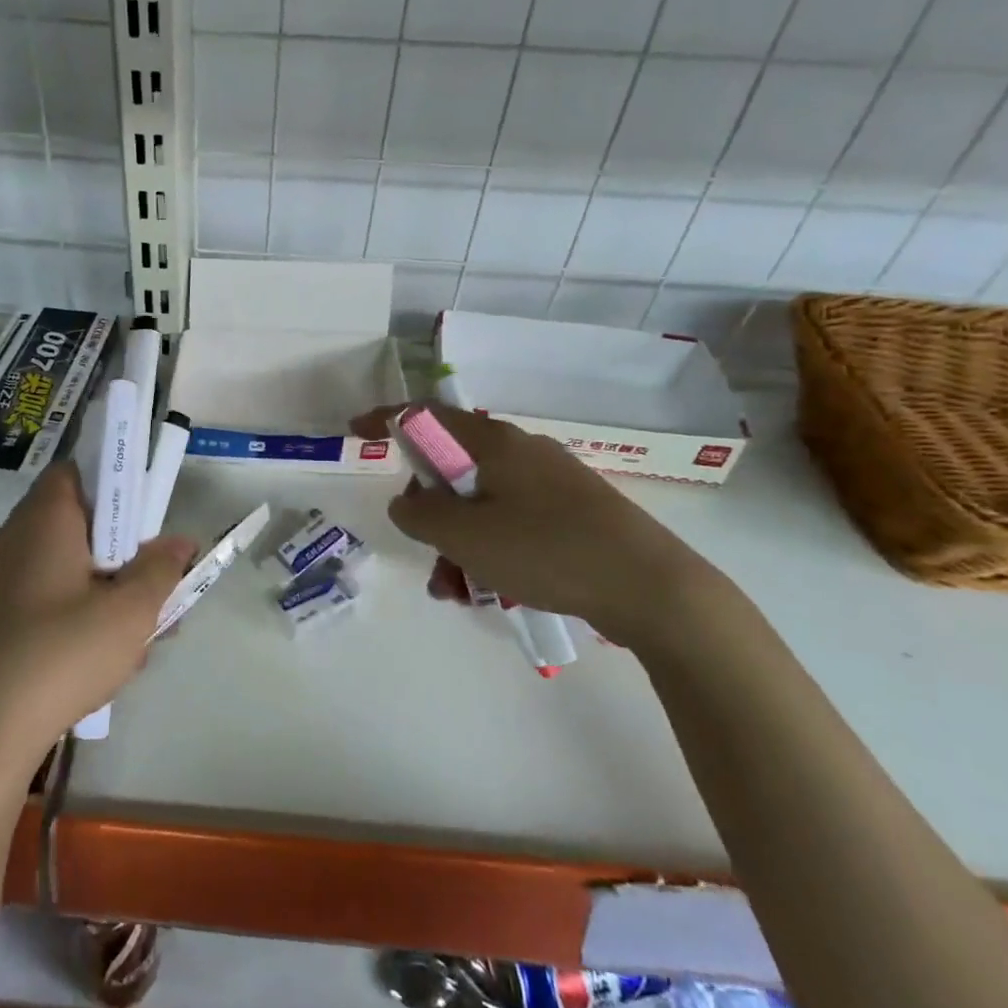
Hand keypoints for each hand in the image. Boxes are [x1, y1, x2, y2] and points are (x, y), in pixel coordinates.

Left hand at [0, 463, 196, 756]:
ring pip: (68, 566)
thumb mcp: (130, 612)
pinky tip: (108, 658)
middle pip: (78, 522)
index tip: (148, 518)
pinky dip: (80, 612)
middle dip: (124, 549)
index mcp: (44, 520)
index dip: (116, 484)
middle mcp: (15, 539)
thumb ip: (160, 570)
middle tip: (157, 581)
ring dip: (108, 587)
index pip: (77, 471)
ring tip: (145, 633)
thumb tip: (179, 542)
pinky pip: (48, 597)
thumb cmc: (61, 654)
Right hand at [353, 404, 733, 653]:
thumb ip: (419, 513)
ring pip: (481, 503)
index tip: (356, 430)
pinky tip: (490, 591)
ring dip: (457, 542)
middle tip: (424, 550)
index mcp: (494, 442)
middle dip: (428, 511)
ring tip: (454, 590)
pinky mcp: (570, 514)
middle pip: (453, 467)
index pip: (427, 415)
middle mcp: (522, 452)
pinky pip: (511, 523)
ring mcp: (550, 483)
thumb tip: (407, 502)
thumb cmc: (546, 549)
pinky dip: (489, 550)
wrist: (651, 587)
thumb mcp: (465, 535)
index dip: (387, 420)